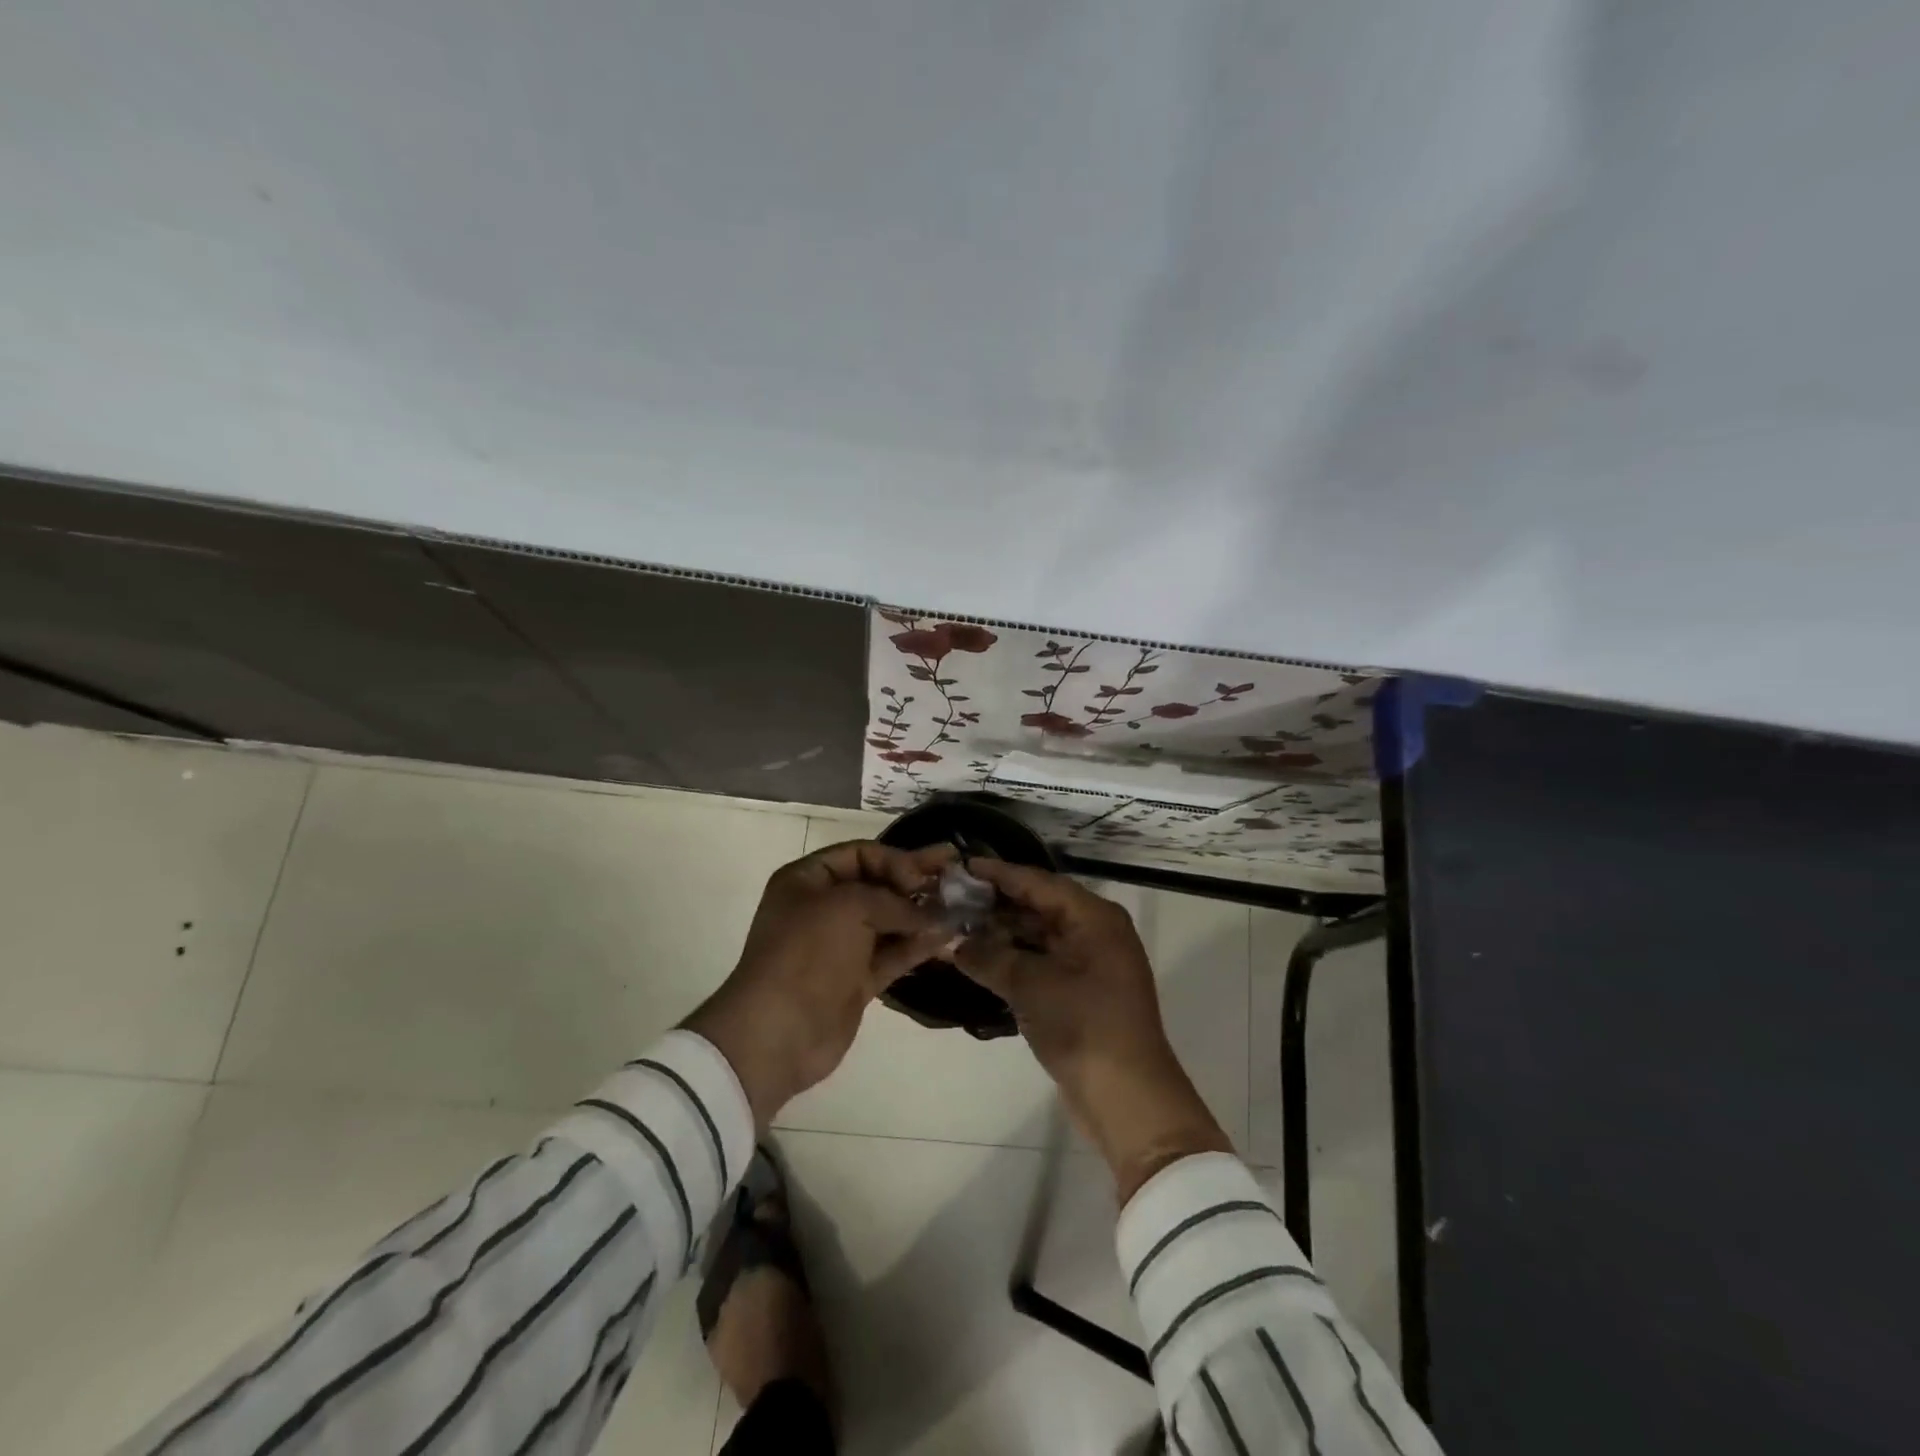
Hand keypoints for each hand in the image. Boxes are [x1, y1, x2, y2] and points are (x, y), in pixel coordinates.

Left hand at [685, 840, 955, 1124]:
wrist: (779, 1031)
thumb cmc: (807, 953)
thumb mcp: (849, 907)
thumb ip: (894, 901)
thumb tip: (932, 914)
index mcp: (807, 880)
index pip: (860, 855)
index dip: (894, 859)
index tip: (923, 876)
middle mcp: (824, 907)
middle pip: (878, 885)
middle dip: (916, 881)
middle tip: (957, 873)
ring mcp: (841, 945)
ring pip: (889, 920)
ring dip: (922, 914)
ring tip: (961, 907)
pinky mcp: (857, 979)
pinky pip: (893, 953)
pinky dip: (918, 944)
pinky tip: (948, 936)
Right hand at [954, 860, 1230, 1202]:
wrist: (1126, 1097)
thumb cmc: (1083, 1025)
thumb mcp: (1030, 985)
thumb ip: (989, 957)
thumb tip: (953, 942)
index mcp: (1094, 917)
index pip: (1039, 882)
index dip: (999, 873)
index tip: (961, 866)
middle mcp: (1096, 932)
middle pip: (1040, 906)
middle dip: (997, 903)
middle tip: (952, 897)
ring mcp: (1091, 963)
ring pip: (1040, 935)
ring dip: (1003, 932)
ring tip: (958, 925)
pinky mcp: (1082, 991)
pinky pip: (1043, 961)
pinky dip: (1014, 958)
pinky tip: (981, 958)